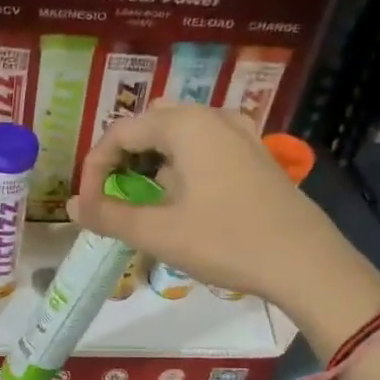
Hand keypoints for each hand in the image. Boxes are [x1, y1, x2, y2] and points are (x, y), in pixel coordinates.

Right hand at [71, 104, 379, 323]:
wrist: (305, 262)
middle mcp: (212, 116)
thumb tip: (73, 205)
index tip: (90, 205)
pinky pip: (205, 145)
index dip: (95, 167)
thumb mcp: (159, 232)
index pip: (120, 132)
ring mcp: (240, 132)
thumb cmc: (226, 241)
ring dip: (152, 161)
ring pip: (179, 133)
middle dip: (123, 159)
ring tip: (145, 198)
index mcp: (185, 125)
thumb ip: (110, 215)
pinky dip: (182, 164)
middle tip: (114, 196)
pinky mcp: (255, 154)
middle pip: (150, 125)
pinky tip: (184, 197)